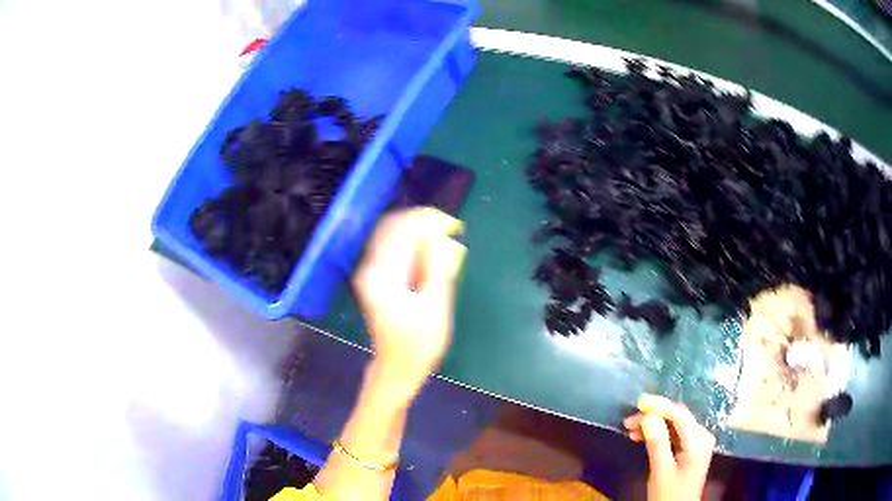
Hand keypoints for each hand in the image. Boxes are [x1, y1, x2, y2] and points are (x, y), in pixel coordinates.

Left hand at [353, 207, 465, 395]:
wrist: (397, 368)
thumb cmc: (419, 345)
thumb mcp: (435, 308)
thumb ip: (437, 269)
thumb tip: (441, 236)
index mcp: (381, 276)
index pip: (403, 232)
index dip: (430, 222)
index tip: (456, 227)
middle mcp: (369, 268)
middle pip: (393, 226)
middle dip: (424, 222)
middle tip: (452, 229)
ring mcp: (369, 271)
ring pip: (392, 233)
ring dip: (418, 229)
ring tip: (445, 236)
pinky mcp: (375, 276)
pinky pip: (392, 245)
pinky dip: (412, 240)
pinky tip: (430, 248)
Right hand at [624, 394, 715, 500]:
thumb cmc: (669, 495)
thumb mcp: (661, 471)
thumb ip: (657, 443)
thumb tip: (648, 416)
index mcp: (698, 440)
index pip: (680, 414)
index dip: (659, 405)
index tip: (639, 402)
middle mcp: (701, 436)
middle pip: (677, 418)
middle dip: (653, 416)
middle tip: (628, 421)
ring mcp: (697, 443)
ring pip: (674, 426)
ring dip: (653, 426)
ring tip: (630, 430)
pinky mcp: (690, 450)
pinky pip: (674, 435)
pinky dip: (658, 435)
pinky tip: (642, 437)